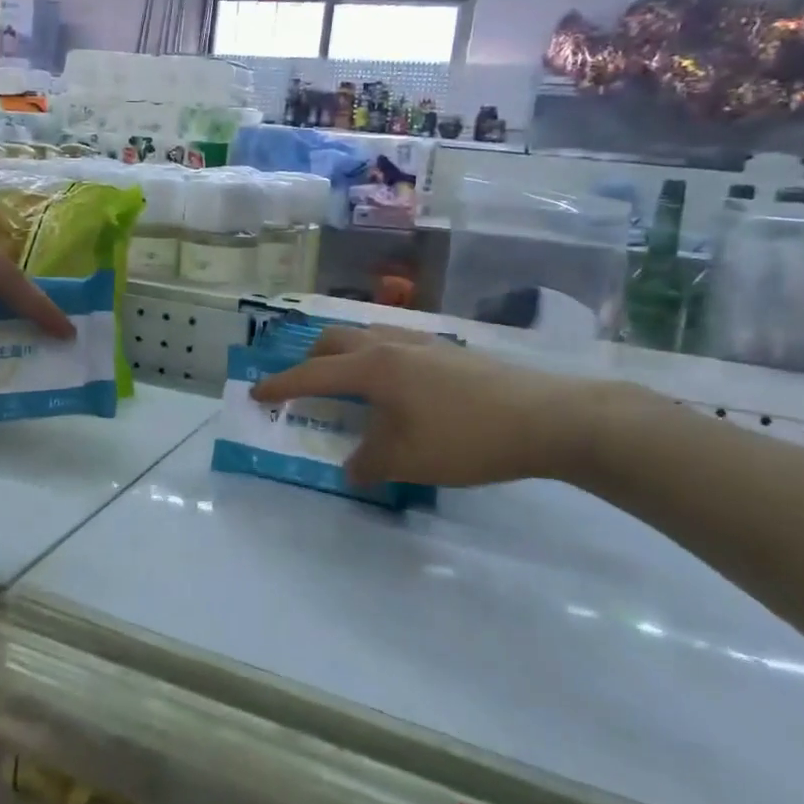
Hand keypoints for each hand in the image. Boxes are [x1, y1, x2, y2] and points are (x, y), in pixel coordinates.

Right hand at [250, 326, 602, 487]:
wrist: (546, 418)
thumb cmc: (466, 437)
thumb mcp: (407, 460)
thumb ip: (368, 462)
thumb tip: (352, 465)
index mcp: (373, 367)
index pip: (313, 374)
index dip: (281, 385)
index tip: (256, 392)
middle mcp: (392, 345)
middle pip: (336, 340)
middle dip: (310, 359)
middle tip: (301, 384)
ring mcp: (424, 343)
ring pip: (367, 337)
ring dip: (345, 355)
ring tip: (345, 383)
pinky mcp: (450, 351)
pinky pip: (394, 345)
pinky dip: (375, 360)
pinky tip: (394, 387)